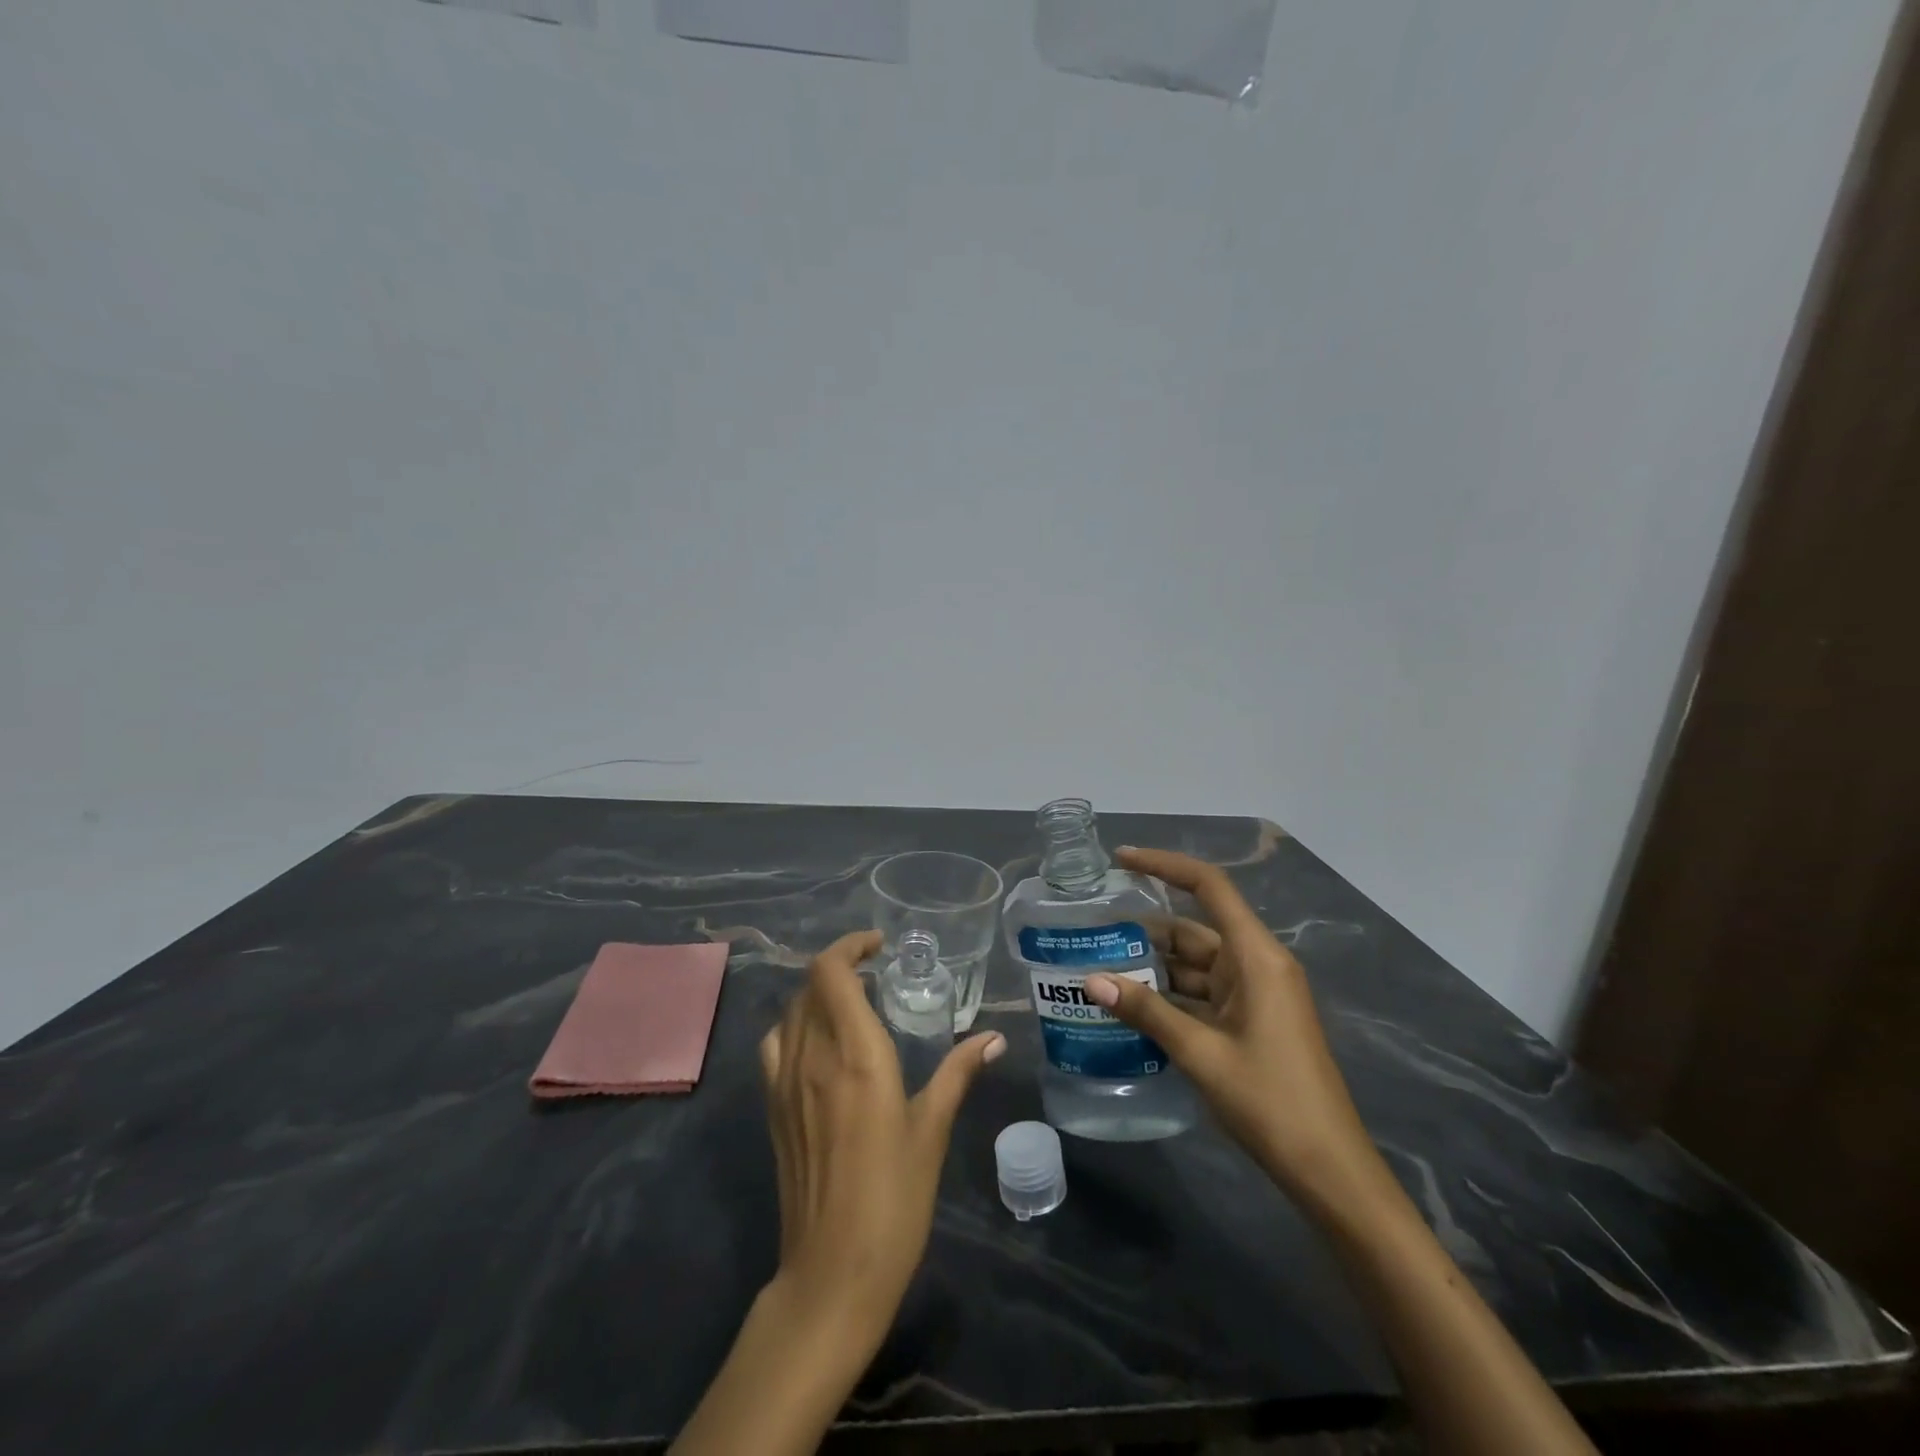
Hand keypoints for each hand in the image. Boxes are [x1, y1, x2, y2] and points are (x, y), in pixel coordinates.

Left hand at [759, 929, 1004, 1341]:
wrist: (831, 1273)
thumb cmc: (894, 1199)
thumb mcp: (932, 1131)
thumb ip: (958, 1074)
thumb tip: (994, 1037)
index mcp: (855, 1054)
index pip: (831, 973)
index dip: (850, 946)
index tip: (879, 946)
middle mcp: (812, 1057)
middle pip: (809, 985)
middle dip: (840, 967)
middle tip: (876, 974)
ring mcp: (784, 1083)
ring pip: (789, 1012)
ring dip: (817, 995)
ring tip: (852, 1004)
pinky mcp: (772, 1109)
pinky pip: (776, 1045)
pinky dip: (795, 1026)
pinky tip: (820, 1047)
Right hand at [1084, 848, 1384, 1210]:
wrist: (1329, 1170)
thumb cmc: (1271, 1101)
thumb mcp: (1201, 1053)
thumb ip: (1146, 1012)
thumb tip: (1091, 980)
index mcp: (1256, 956)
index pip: (1208, 887)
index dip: (1164, 865)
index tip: (1121, 860)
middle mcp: (1256, 964)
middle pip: (1194, 929)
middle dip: (1144, 932)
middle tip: (1092, 934)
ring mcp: (1255, 993)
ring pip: (1194, 964)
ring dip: (1153, 968)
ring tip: (1099, 970)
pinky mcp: (1251, 1019)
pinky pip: (1203, 993)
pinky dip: (1170, 996)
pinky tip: (1132, 1007)